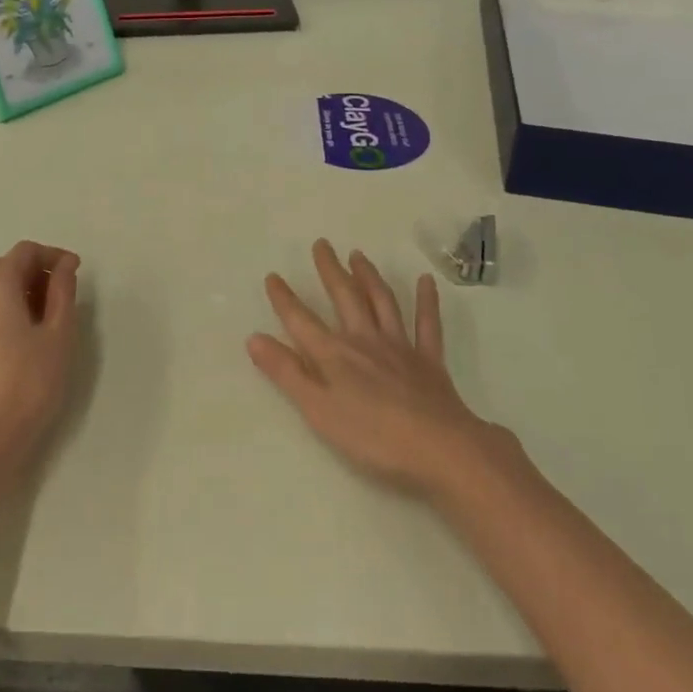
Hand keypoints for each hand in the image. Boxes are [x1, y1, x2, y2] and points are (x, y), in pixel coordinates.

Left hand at [0, 241, 80, 490]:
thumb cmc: (31, 381)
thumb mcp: (59, 333)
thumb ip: (62, 291)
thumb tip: (64, 265)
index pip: (25, 251)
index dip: (52, 255)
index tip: (75, 272)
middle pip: (3, 267)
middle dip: (32, 271)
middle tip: (59, 294)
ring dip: (12, 292)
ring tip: (38, 317)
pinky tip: (4, 335)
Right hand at [249, 240, 516, 500]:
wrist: (438, 447)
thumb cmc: (372, 436)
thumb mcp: (318, 410)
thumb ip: (287, 373)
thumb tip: (254, 338)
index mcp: (335, 355)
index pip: (301, 321)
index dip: (285, 299)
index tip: (273, 276)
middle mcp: (364, 340)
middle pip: (344, 298)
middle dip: (330, 271)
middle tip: (322, 244)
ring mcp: (399, 346)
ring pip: (382, 302)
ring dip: (368, 277)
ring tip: (358, 255)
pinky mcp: (428, 360)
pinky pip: (427, 324)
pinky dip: (426, 301)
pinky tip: (426, 281)